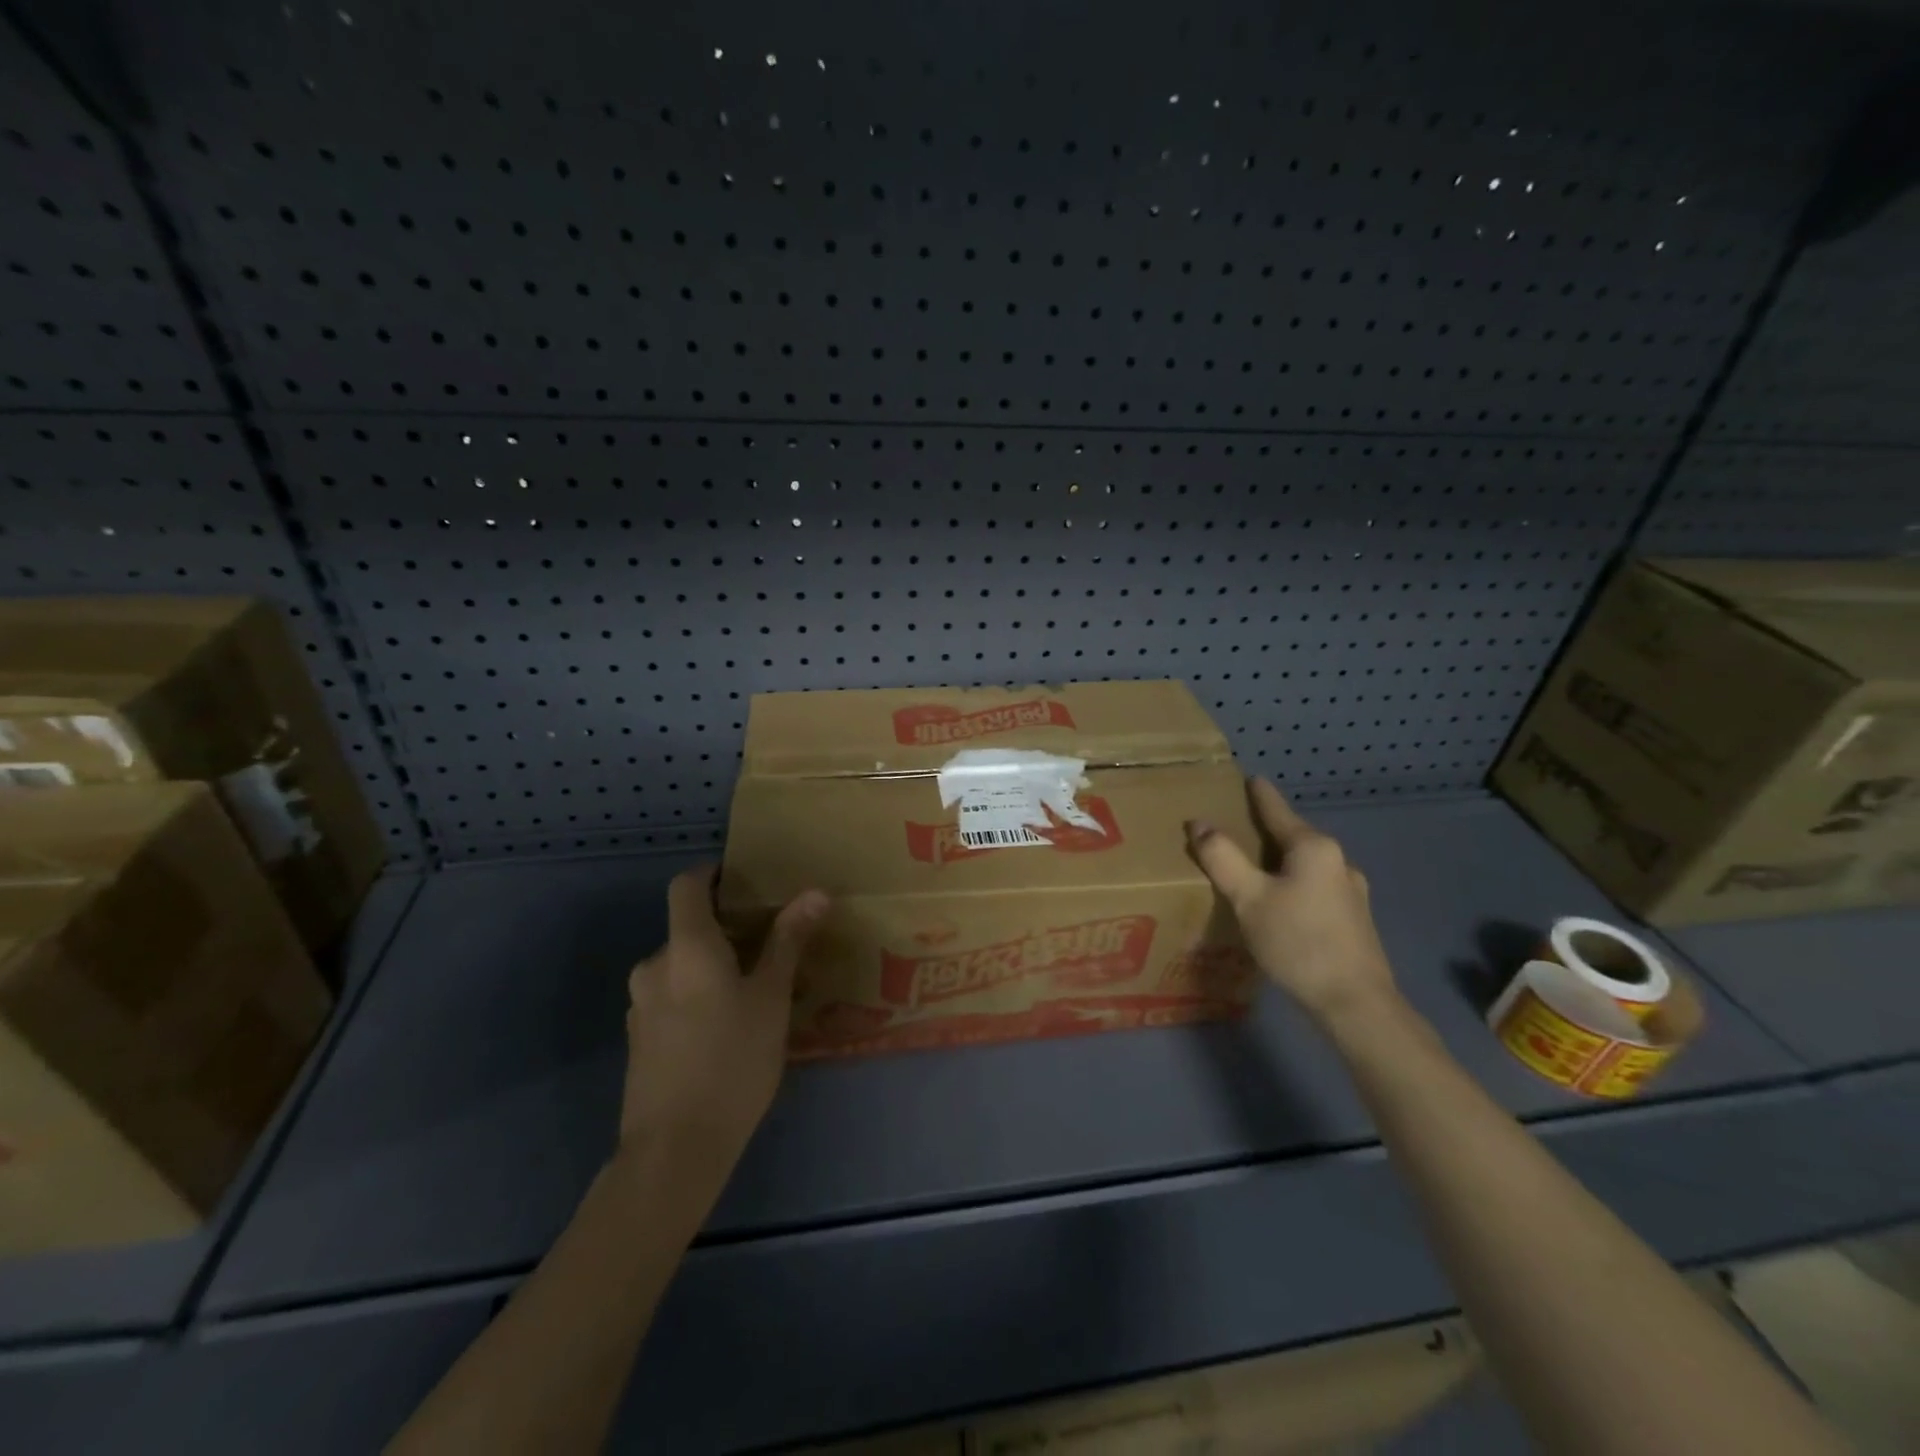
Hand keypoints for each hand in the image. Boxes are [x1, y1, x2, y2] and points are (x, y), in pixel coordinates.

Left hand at [620, 865, 827, 1189]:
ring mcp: (641, 1005)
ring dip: (713, 967)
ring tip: (756, 990)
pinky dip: (698, 996)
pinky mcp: (639, 1040)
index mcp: (686, 947)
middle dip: (726, 930)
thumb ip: (789, 941)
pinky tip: (728, 1028)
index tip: (745, 881)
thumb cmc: (732, 1061)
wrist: (674, 1151)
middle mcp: (654, 966)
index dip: (712, 874)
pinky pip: (672, 998)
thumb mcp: (772, 997)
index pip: (687, 885)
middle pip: (687, 928)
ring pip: (681, 967)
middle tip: (770, 946)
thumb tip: (815, 892)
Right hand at [1186, 778, 1396, 1028]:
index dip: (1260, 795)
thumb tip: (1199, 823)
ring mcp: (1351, 891)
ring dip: (1280, 862)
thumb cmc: (1298, 942)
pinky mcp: (1355, 919)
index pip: (1278, 810)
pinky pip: (1315, 887)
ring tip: (1254, 870)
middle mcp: (1338, 861)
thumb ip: (1222, 858)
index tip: (1251, 778)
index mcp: (1313, 847)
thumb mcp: (1249, 898)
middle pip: (1293, 836)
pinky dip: (1294, 885)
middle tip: (1236, 829)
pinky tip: (1282, 905)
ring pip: (1306, 864)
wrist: (1356, 1003)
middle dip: (1266, 831)